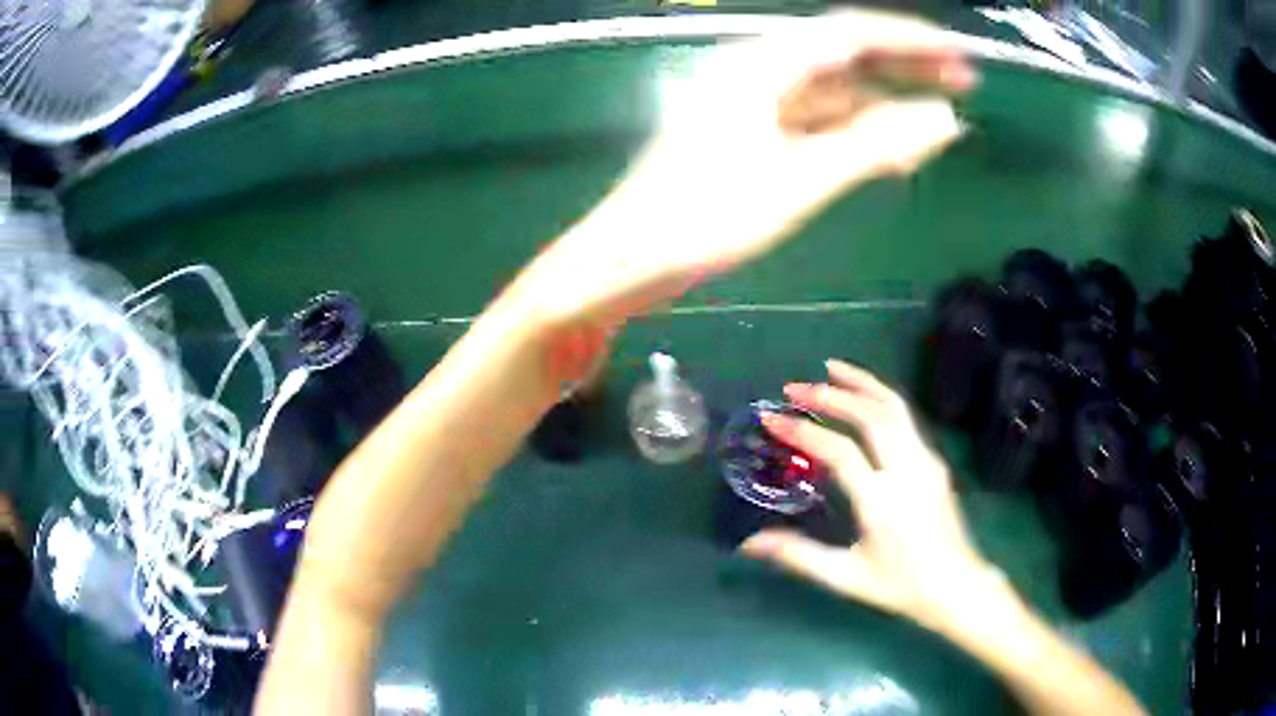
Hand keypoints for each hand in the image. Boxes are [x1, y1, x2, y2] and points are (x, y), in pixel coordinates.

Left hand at [529, 10, 975, 326]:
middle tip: (962, 83)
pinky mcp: (748, 135)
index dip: (910, 41)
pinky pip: (814, 121)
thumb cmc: (703, 220)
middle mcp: (756, 72)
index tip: (960, 56)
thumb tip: (944, 118)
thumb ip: (875, 145)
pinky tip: (885, 151)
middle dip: (904, 68)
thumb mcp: (799, 181)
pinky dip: (853, 132)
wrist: (626, 261)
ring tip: (936, 125)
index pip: (851, 34)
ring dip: (883, 106)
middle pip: (845, 56)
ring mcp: (751, 103)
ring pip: (832, 92)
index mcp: (762, 65)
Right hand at [741, 359, 998, 627]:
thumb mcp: (846, 578)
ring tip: (830, 369)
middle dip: (831, 395)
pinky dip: (880, 397)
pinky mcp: (934, 462)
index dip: (804, 432)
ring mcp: (925, 462)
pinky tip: (865, 397)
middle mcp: (907, 471)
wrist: (956, 586)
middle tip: (794, 388)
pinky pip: (906, 418)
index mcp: (882, 502)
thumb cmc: (900, 586)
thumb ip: (799, 556)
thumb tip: (750, 544)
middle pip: (871, 416)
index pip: (840, 452)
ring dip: (861, 383)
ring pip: (895, 408)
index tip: (773, 418)